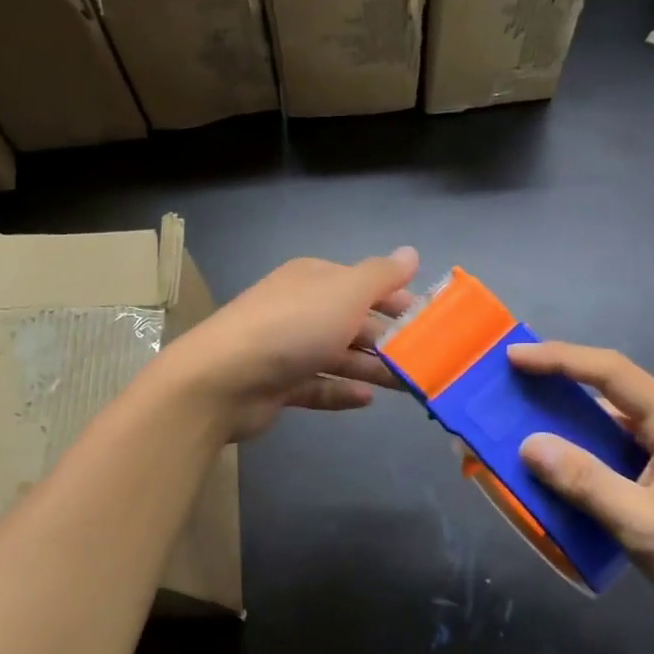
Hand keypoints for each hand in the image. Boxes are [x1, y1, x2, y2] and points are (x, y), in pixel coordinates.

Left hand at [158, 248, 418, 442]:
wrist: (223, 379)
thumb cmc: (292, 327)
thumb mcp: (345, 292)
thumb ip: (381, 275)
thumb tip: (411, 252)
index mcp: (314, 279)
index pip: (365, 284)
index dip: (398, 300)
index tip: (431, 321)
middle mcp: (300, 308)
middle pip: (353, 322)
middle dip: (389, 339)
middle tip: (426, 359)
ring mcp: (287, 348)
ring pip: (339, 356)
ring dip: (372, 369)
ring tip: (408, 386)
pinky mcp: (278, 384)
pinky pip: (318, 386)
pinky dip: (341, 391)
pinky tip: (367, 401)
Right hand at [510, 342, 653, 625]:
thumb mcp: (643, 522)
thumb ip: (585, 482)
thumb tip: (530, 446)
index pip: (610, 371)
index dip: (559, 358)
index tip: (514, 356)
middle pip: (613, 392)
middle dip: (561, 388)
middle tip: (514, 394)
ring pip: (619, 427)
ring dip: (576, 427)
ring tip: (532, 434)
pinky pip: (628, 454)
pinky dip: (594, 456)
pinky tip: (574, 477)